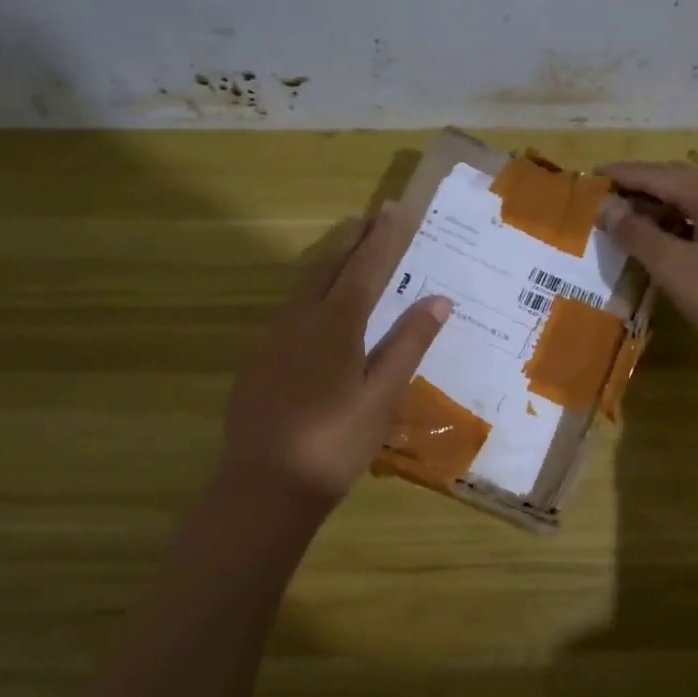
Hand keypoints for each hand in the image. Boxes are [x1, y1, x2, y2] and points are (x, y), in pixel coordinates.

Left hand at [221, 205, 450, 512]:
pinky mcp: (259, 361)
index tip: (396, 209)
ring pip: (305, 287)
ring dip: (331, 264)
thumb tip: (438, 299)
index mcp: (336, 324)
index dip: (384, 238)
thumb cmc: (336, 443)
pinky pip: (291, 312)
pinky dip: (313, 295)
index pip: (365, 267)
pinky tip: (320, 312)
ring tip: (351, 253)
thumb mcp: (383, 396)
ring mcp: (273, 339)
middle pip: (329, 267)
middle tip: (373, 219)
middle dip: (353, 240)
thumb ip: (408, 344)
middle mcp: (300, 319)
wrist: (264, 487)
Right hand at [598, 161, 697, 375]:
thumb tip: (606, 208)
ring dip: (660, 209)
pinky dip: (680, 226)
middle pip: (679, 182)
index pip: (659, 174)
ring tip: (627, 224)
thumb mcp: (675, 268)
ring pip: (695, 203)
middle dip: (640, 189)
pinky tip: (663, 244)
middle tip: (605, 202)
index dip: (623, 175)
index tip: (590, 177)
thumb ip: (637, 234)